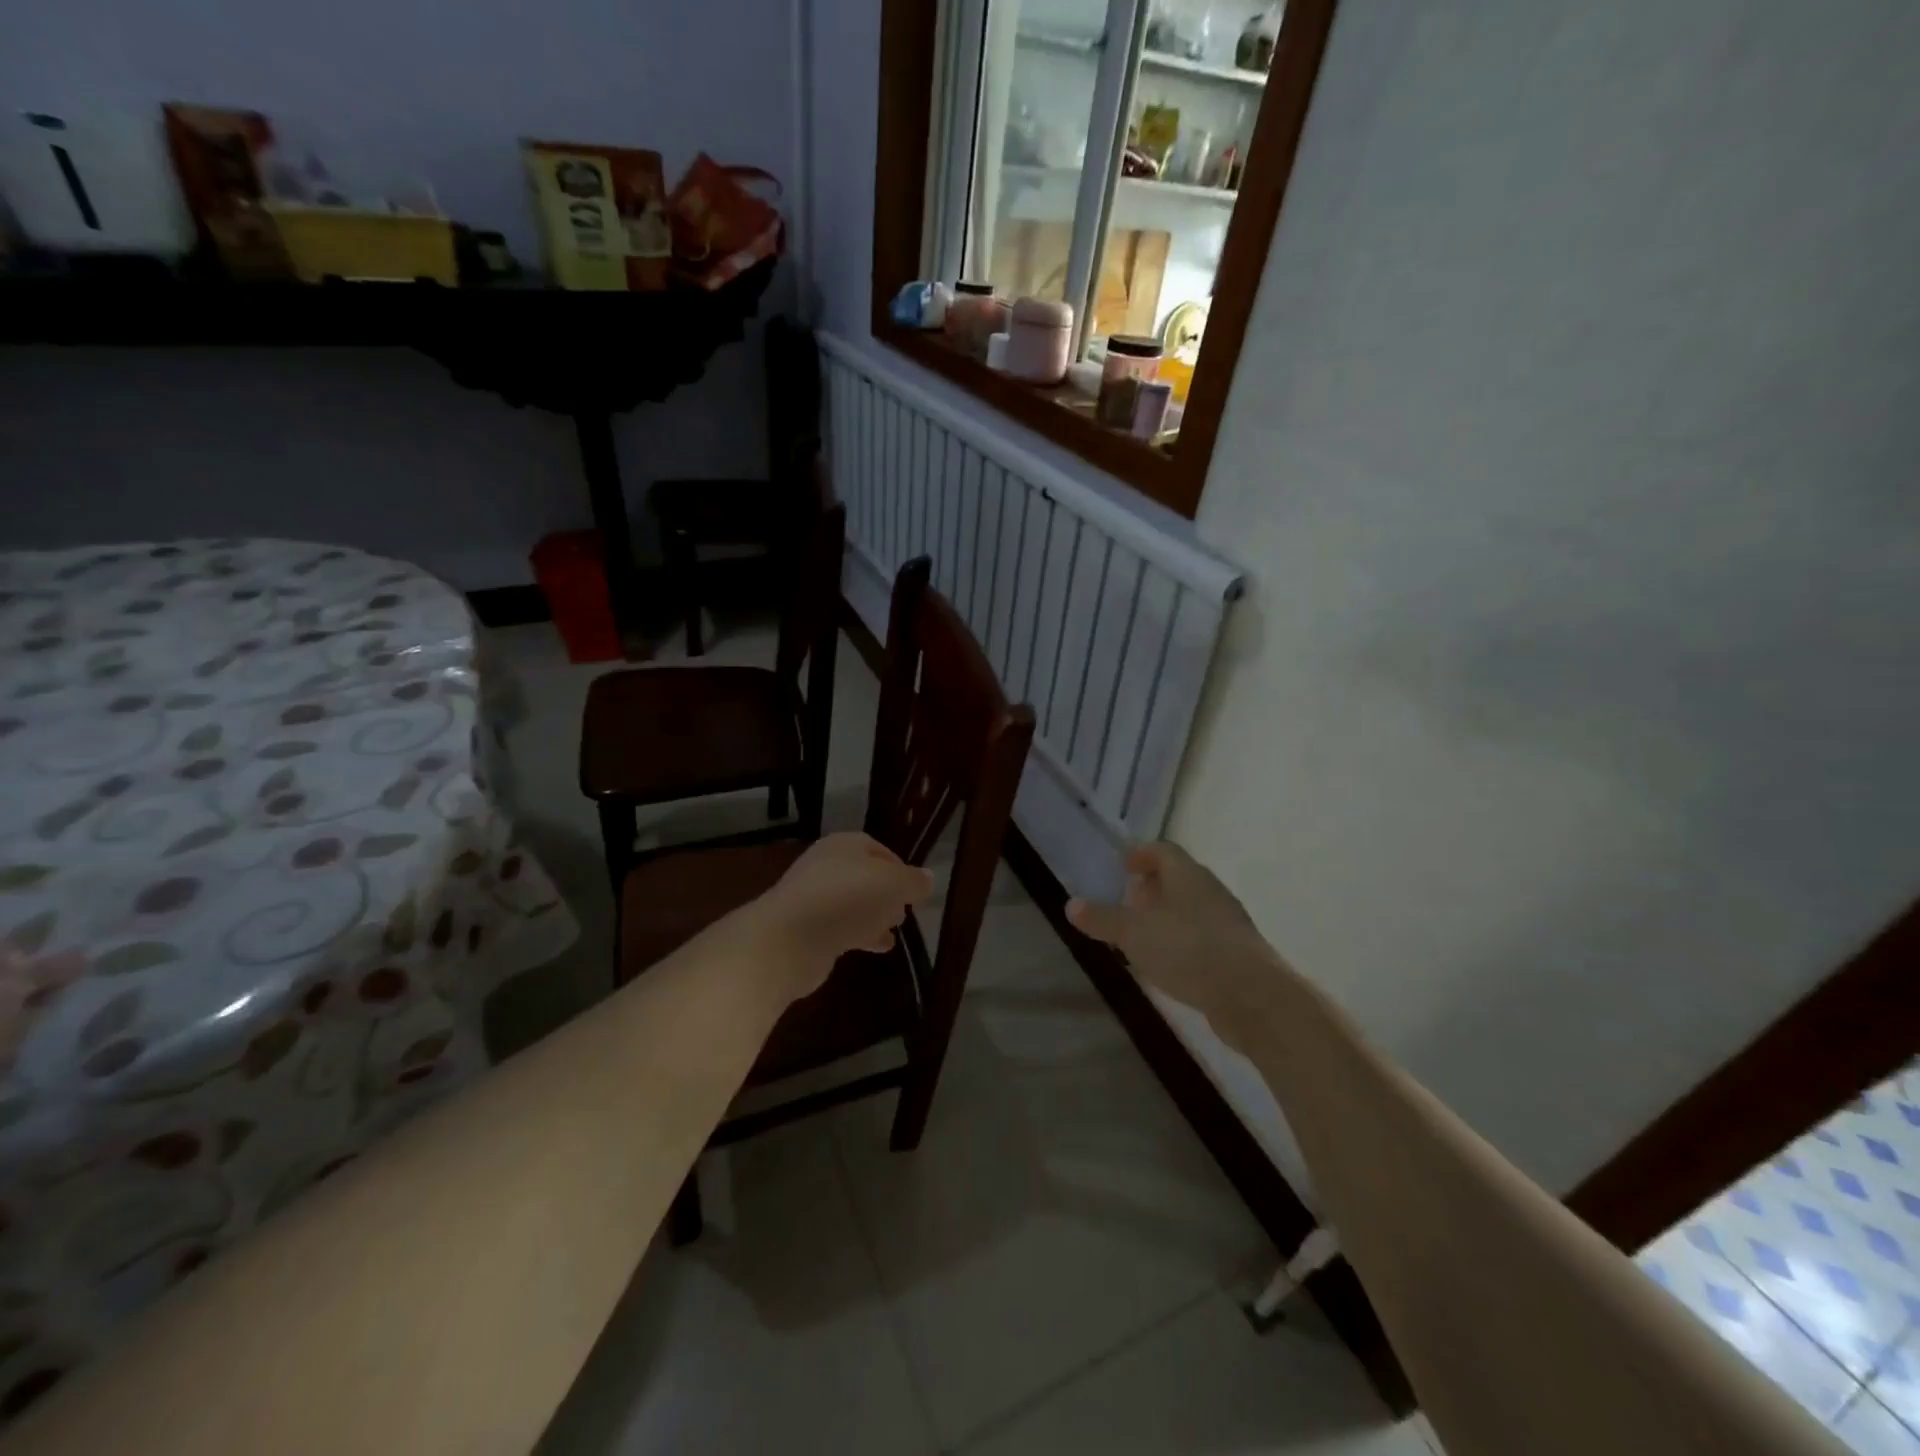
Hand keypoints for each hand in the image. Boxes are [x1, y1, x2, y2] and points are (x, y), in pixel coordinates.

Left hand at [746, 833, 935, 1000]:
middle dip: (886, 892)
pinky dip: (859, 933)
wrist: (789, 941)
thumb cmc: (847, 900)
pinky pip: (839, 926)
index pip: (877, 849)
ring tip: (894, 931)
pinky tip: (876, 947)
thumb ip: (913, 881)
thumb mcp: (893, 885)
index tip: (915, 889)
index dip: (899, 867)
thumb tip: (928, 878)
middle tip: (905, 911)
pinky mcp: (805, 928)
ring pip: (852, 902)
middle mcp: (826, 865)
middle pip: (864, 875)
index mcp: (845, 844)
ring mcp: (812, 897)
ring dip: (873, 915)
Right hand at [1067, 843, 1284, 1052]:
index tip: (1123, 866)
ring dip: (1166, 916)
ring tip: (1140, 935)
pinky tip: (1166, 963)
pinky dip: (1180, 941)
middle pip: (1178, 879)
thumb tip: (1071, 904)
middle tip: (1126, 900)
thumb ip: (1103, 919)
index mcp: (1187, 875)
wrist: (1252, 996)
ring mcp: (1227, 922)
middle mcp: (1210, 891)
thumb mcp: (1134, 933)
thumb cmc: (1188, 950)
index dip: (1141, 854)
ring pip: (1190, 909)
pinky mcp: (1236, 953)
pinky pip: (1201, 937)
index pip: (1163, 851)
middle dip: (1152, 887)